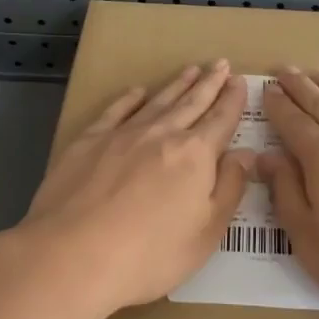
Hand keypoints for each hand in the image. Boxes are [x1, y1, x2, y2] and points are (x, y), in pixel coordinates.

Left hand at [14, 61, 251, 313]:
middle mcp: (162, 134)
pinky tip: (137, 91)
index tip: (239, 81)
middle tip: (220, 63)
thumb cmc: (149, 254)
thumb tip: (245, 154)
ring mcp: (123, 134)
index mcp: (195, 155)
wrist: (72, 255)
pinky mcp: (89, 141)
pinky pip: (116, 110)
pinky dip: (130, 98)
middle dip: (209, 83)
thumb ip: (229, 189)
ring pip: (157, 101)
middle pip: (191, 103)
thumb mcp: (206, 233)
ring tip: (190, 70)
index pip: (221, 120)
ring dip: (176, 85)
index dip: (233, 100)